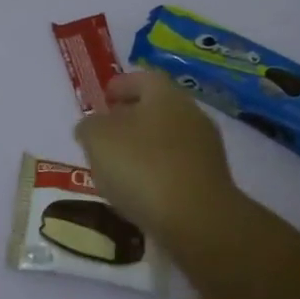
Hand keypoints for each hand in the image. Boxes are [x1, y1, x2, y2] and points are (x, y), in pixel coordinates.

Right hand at [74, 70, 242, 248]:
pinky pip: (177, 167)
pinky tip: (140, 189)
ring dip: (144, 146)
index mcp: (165, 95)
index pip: (143, 78)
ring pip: (168, 138)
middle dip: (131, 117)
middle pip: (157, 108)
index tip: (104, 97)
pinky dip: (158, 171)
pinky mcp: (210, 181)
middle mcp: (191, 114)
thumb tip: (91, 126)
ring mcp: (205, 149)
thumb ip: (89, 126)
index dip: (121, 85)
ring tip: (118, 165)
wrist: (197, 220)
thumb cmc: (142, 167)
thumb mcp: (98, 139)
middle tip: (106, 132)